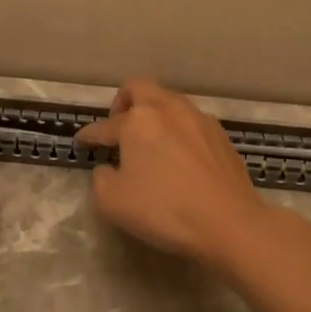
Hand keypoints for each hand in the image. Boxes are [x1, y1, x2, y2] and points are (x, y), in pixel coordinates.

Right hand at [74, 79, 265, 268]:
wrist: (229, 223)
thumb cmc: (164, 210)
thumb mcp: (112, 202)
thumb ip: (101, 179)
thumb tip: (109, 169)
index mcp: (138, 120)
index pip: (105, 126)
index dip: (89, 136)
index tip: (81, 142)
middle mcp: (168, 109)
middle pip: (139, 88)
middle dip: (122, 103)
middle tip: (117, 127)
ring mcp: (199, 119)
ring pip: (168, 102)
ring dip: (153, 115)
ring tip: (149, 142)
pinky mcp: (221, 135)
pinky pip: (190, 122)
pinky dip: (176, 131)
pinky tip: (178, 156)